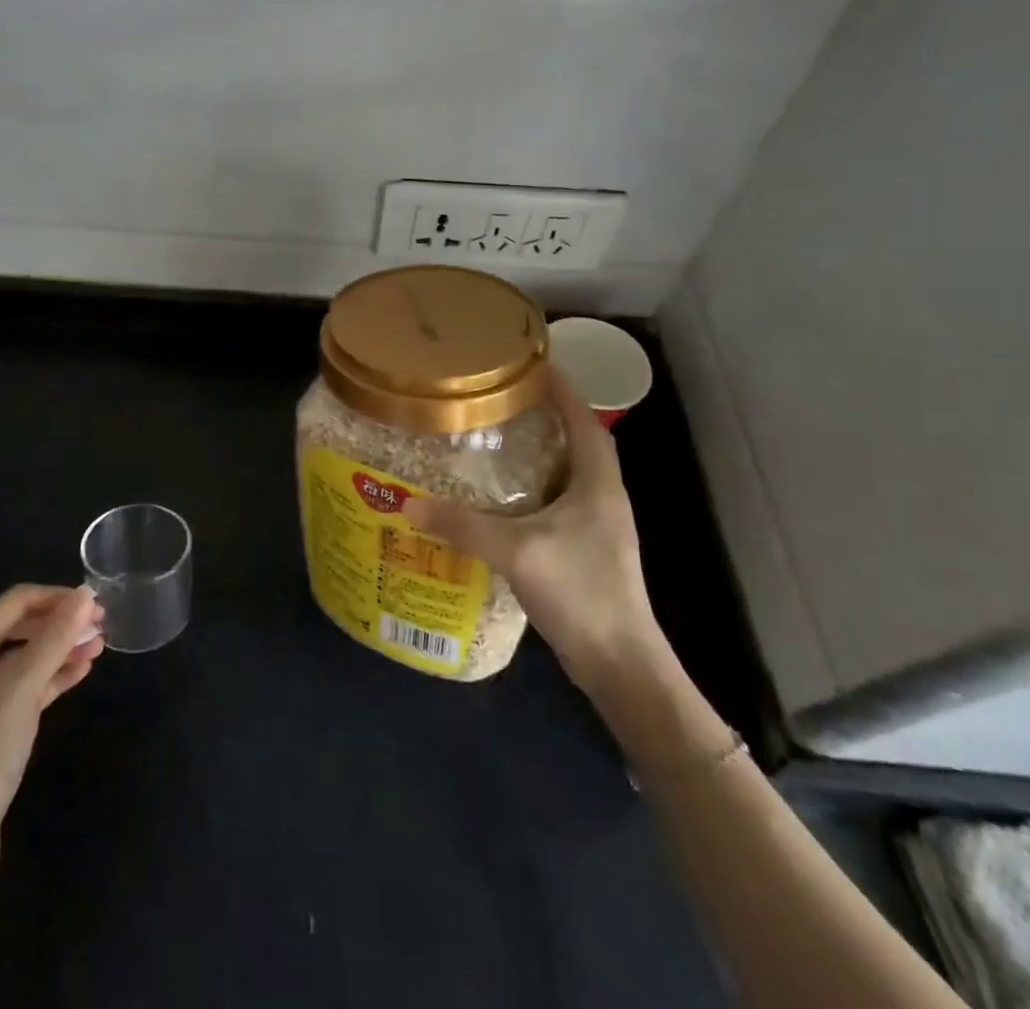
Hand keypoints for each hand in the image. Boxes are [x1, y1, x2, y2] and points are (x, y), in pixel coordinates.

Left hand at [0, 584, 104, 850]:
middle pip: (20, 626)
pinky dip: (52, 676)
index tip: (96, 603)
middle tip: (102, 625)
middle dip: (61, 622)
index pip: (16, 601)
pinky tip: (80, 672)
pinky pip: (25, 687)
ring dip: (61, 648)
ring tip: (99, 647)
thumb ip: (54, 638)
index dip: (57, 596)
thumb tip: (86, 594)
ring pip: (26, 657)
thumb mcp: (20, 687)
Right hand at [402, 368, 659, 681]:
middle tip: (502, 400)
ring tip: (497, 439)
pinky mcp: (587, 551)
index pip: (584, 419)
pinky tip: (502, 499)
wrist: (620, 665)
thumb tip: (408, 503)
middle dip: (546, 416)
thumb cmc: (580, 593)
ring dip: (541, 453)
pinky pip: (560, 503)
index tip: (531, 364)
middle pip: (578, 442)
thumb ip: (463, 525)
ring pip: (569, 474)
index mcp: (598, 484)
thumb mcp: (516, 551)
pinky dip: (534, 489)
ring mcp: (598, 527)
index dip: (562, 389)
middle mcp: (603, 497)